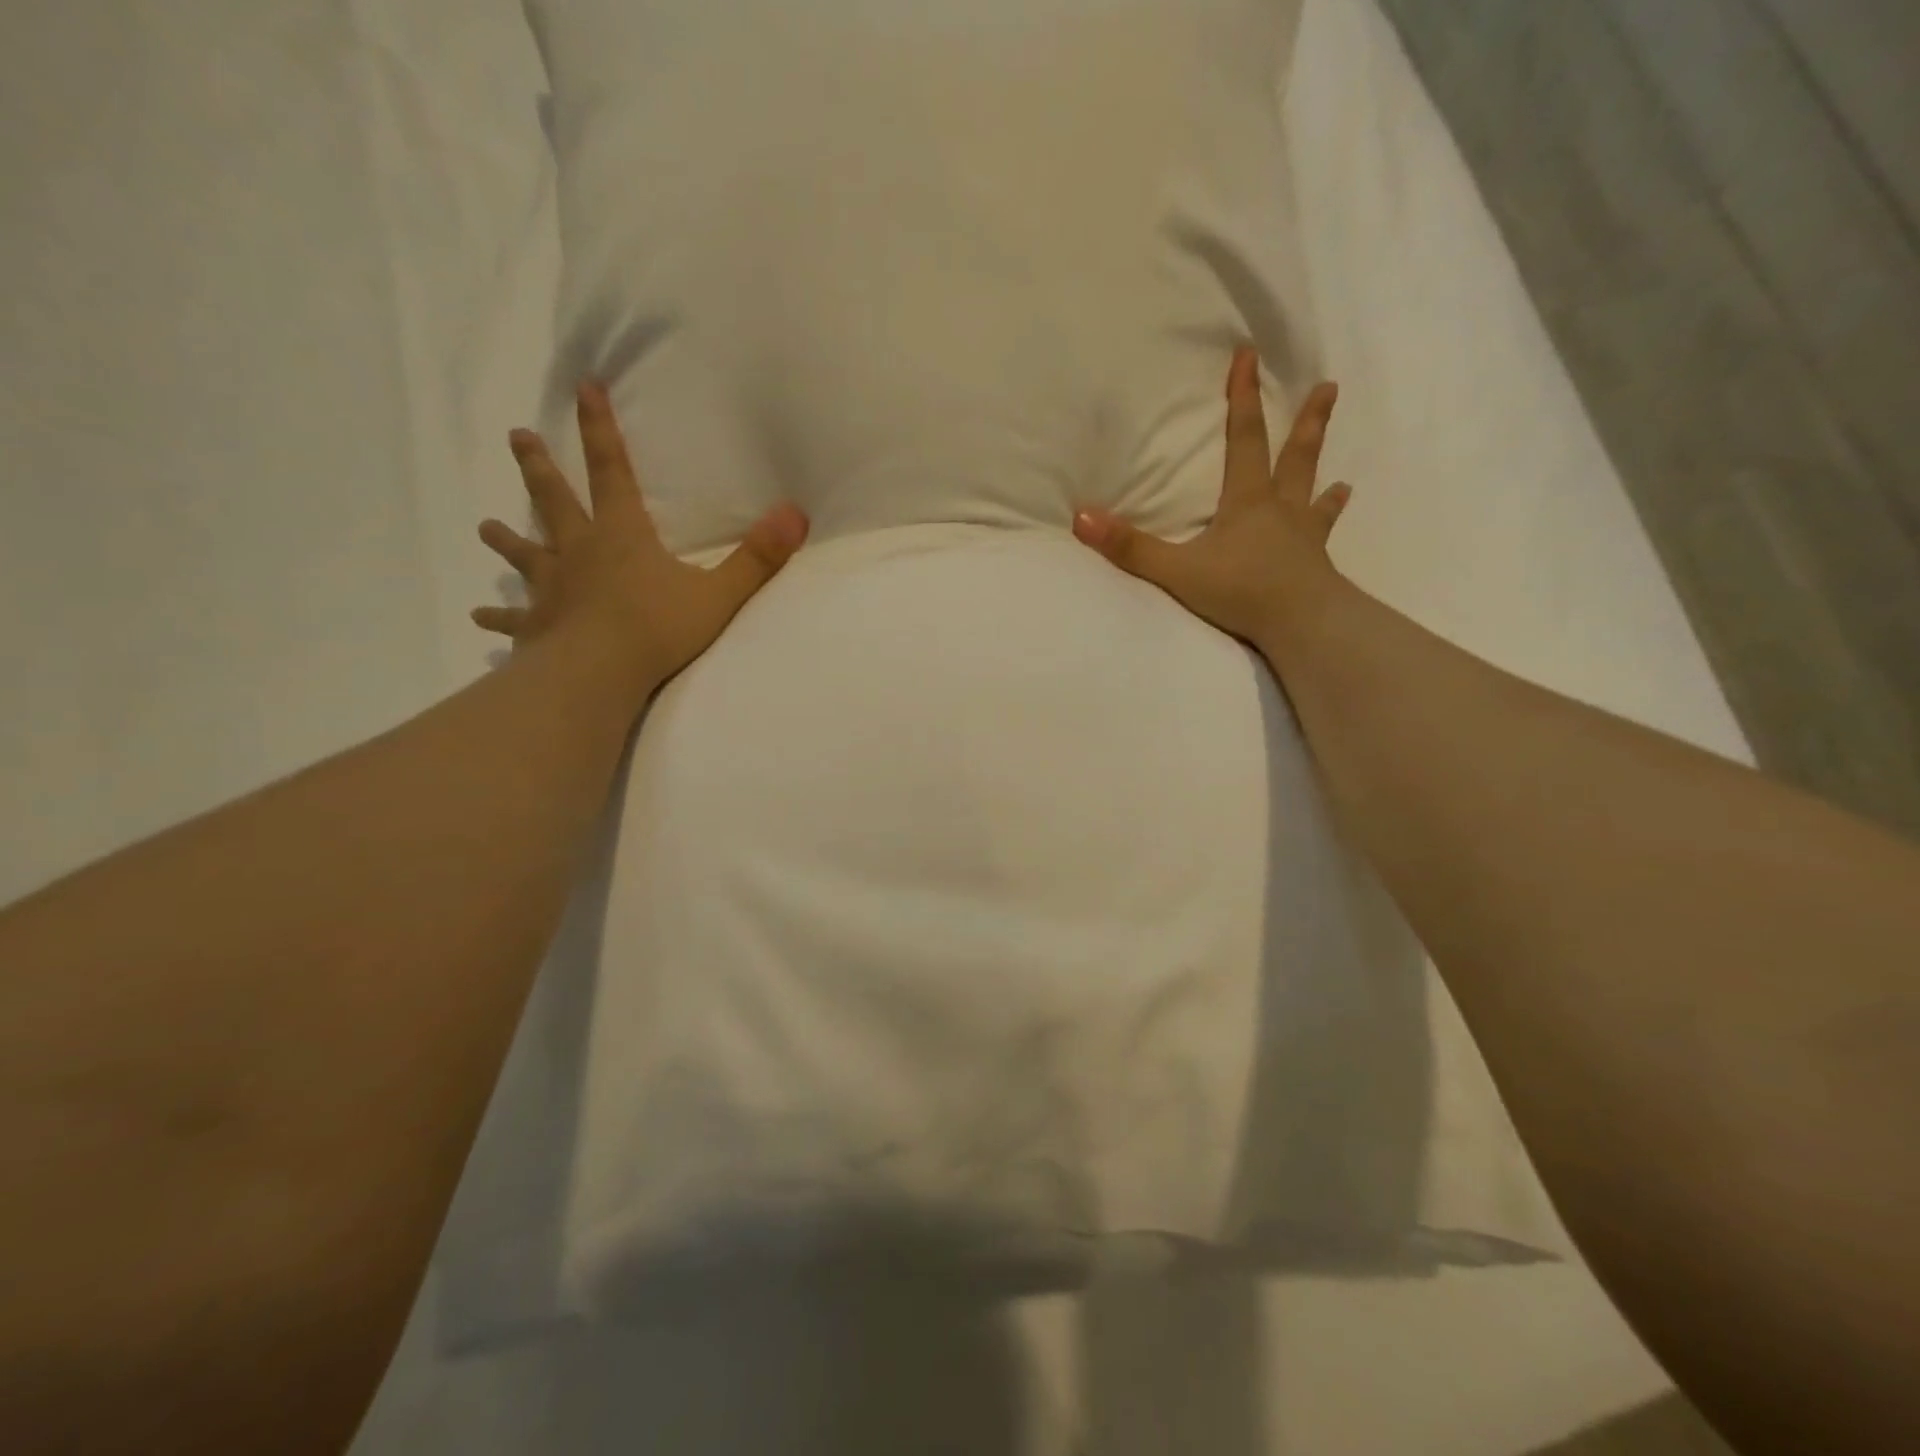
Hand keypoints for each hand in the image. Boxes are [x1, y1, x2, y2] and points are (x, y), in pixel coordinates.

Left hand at [472, 382, 809, 702]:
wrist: (599, 674)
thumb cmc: (658, 629)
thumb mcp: (719, 593)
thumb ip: (758, 557)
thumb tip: (796, 515)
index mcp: (621, 535)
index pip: (611, 469)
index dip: (600, 428)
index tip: (583, 387)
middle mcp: (579, 552)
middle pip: (555, 501)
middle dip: (539, 467)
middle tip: (518, 437)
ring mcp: (552, 589)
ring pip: (525, 554)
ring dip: (507, 539)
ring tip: (485, 527)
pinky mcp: (537, 626)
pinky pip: (513, 618)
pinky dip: (497, 616)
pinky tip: (478, 618)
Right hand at [1073, 349, 1351, 652]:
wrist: (1301, 625)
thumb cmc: (1240, 592)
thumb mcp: (1177, 571)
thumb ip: (1130, 548)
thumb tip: (1081, 518)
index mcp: (1247, 502)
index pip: (1245, 439)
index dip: (1244, 398)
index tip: (1250, 356)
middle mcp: (1280, 510)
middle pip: (1294, 456)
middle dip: (1307, 421)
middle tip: (1328, 388)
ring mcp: (1303, 536)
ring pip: (1313, 492)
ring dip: (1322, 471)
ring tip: (1339, 464)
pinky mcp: (1315, 564)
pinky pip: (1324, 533)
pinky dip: (1330, 517)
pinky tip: (1341, 506)